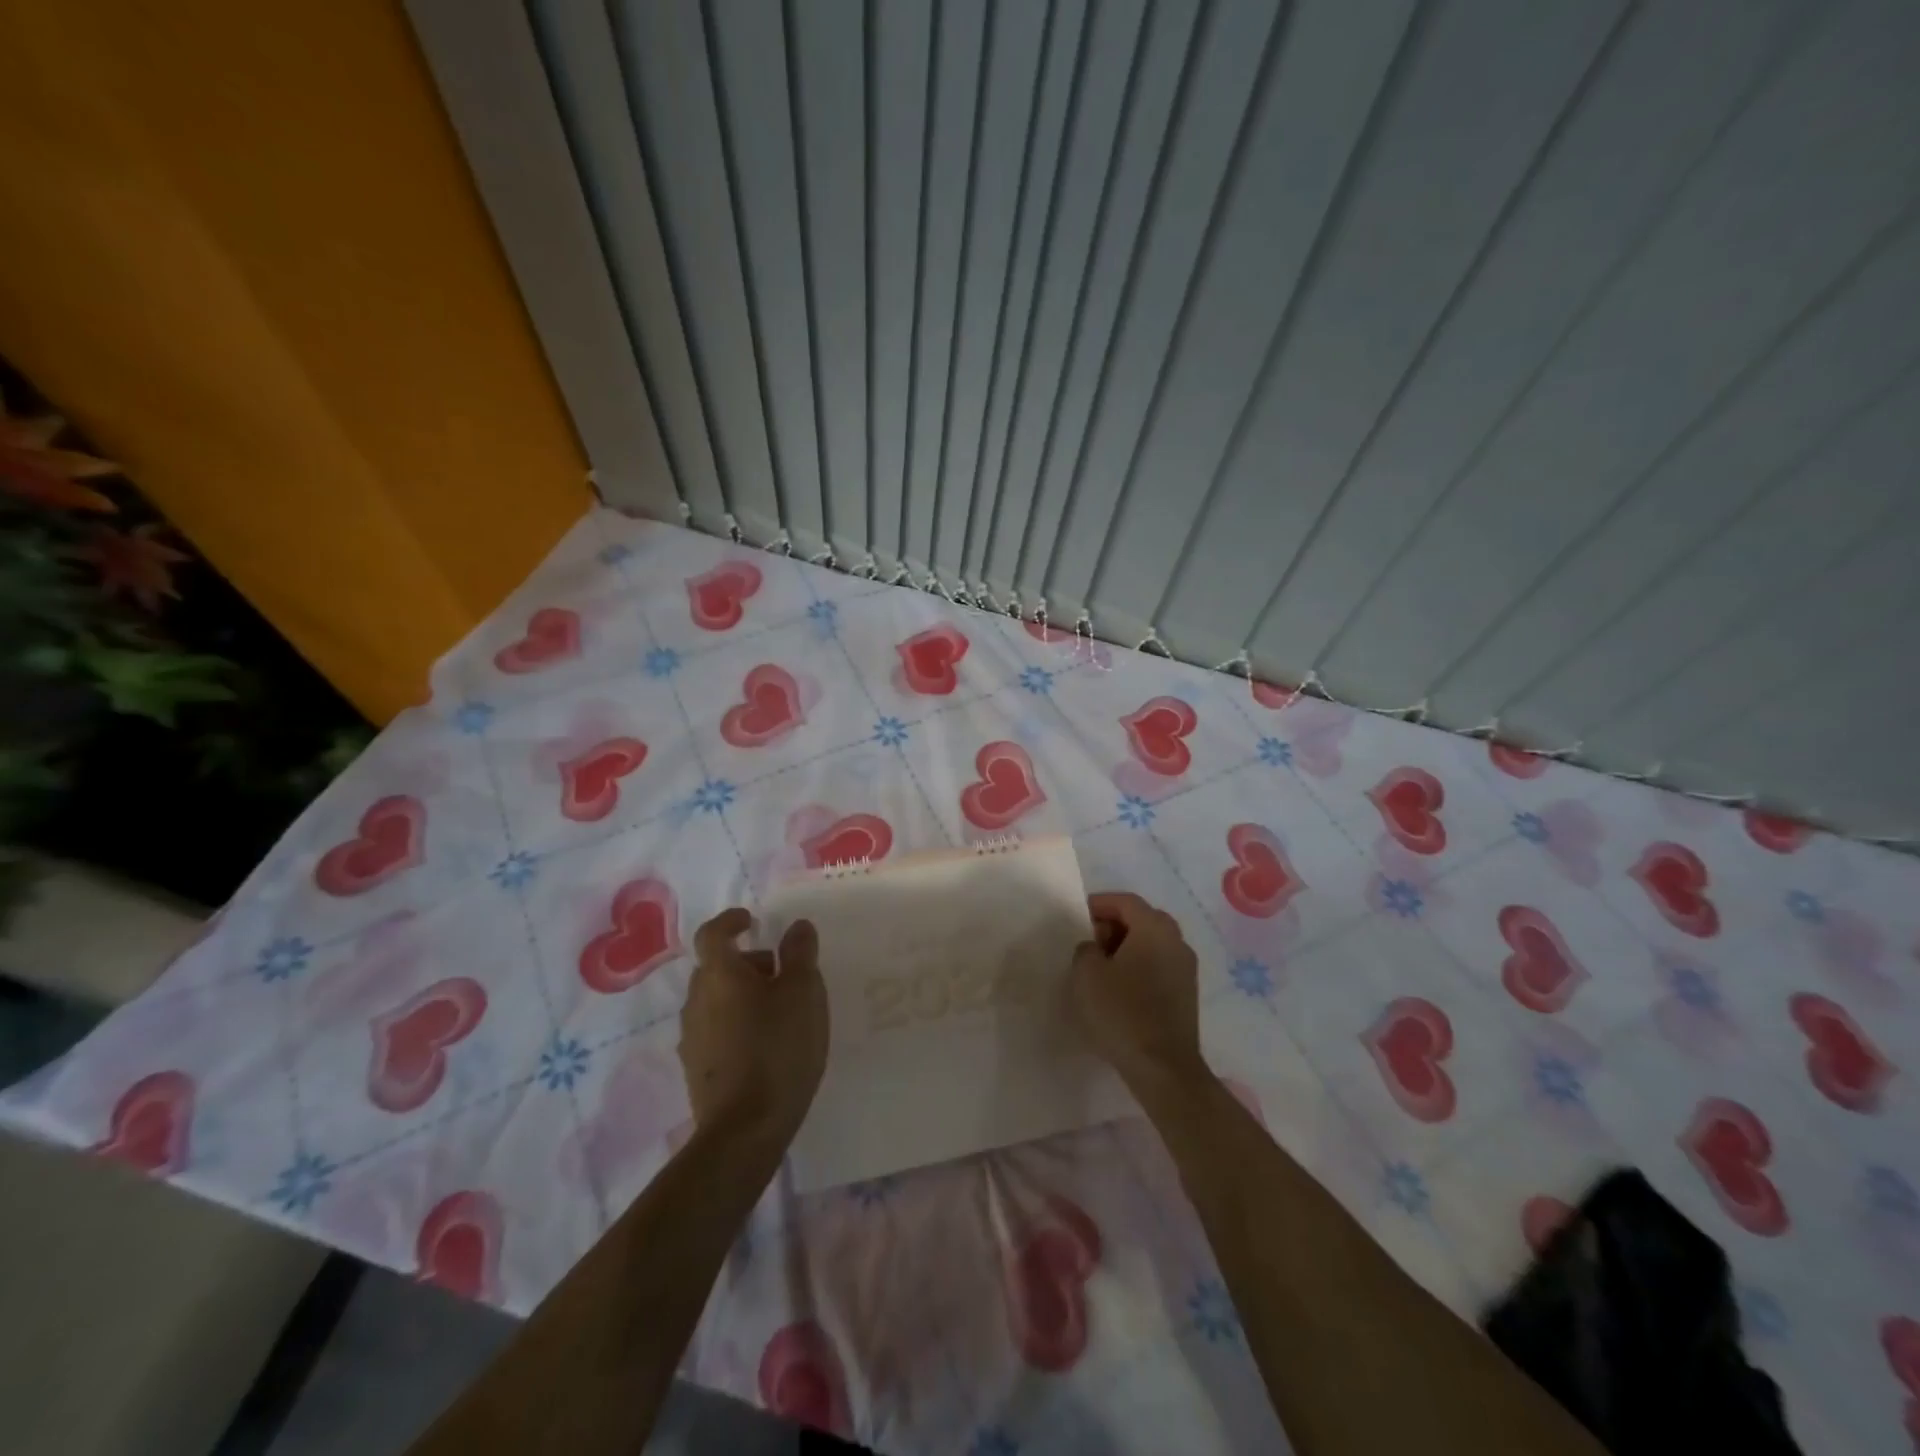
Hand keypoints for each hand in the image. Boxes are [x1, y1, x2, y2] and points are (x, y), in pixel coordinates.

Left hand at [680, 908, 828, 1147]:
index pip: (713, 934)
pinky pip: (715, 1030)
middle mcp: (697, 1000)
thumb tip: (796, 926)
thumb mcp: (804, 992)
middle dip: (745, 962)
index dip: (730, 921)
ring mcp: (692, 1038)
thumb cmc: (778, 1048)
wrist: (745, 1129)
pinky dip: (736, 1024)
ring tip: (778, 1012)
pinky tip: (764, 1045)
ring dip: (741, 995)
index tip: (751, 920)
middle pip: (716, 968)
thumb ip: (800, 953)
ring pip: (715, 1000)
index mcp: (720, 975)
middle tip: (780, 972)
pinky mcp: (697, 1069)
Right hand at [1071, 892, 1207, 1091]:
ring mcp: (1186, 969)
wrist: (1163, 1068)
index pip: (1125, 901)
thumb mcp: (1086, 974)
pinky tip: (1119, 991)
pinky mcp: (1187, 994)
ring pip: (1151, 944)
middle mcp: (1177, 941)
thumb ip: (1086, 949)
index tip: (1077, 918)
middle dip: (1112, 926)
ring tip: (1100, 970)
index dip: (1099, 904)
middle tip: (1088, 944)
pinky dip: (1138, 968)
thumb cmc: (1122, 1012)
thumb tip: (1096, 949)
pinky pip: (1158, 966)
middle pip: (1141, 919)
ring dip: (1125, 949)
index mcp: (1155, 927)